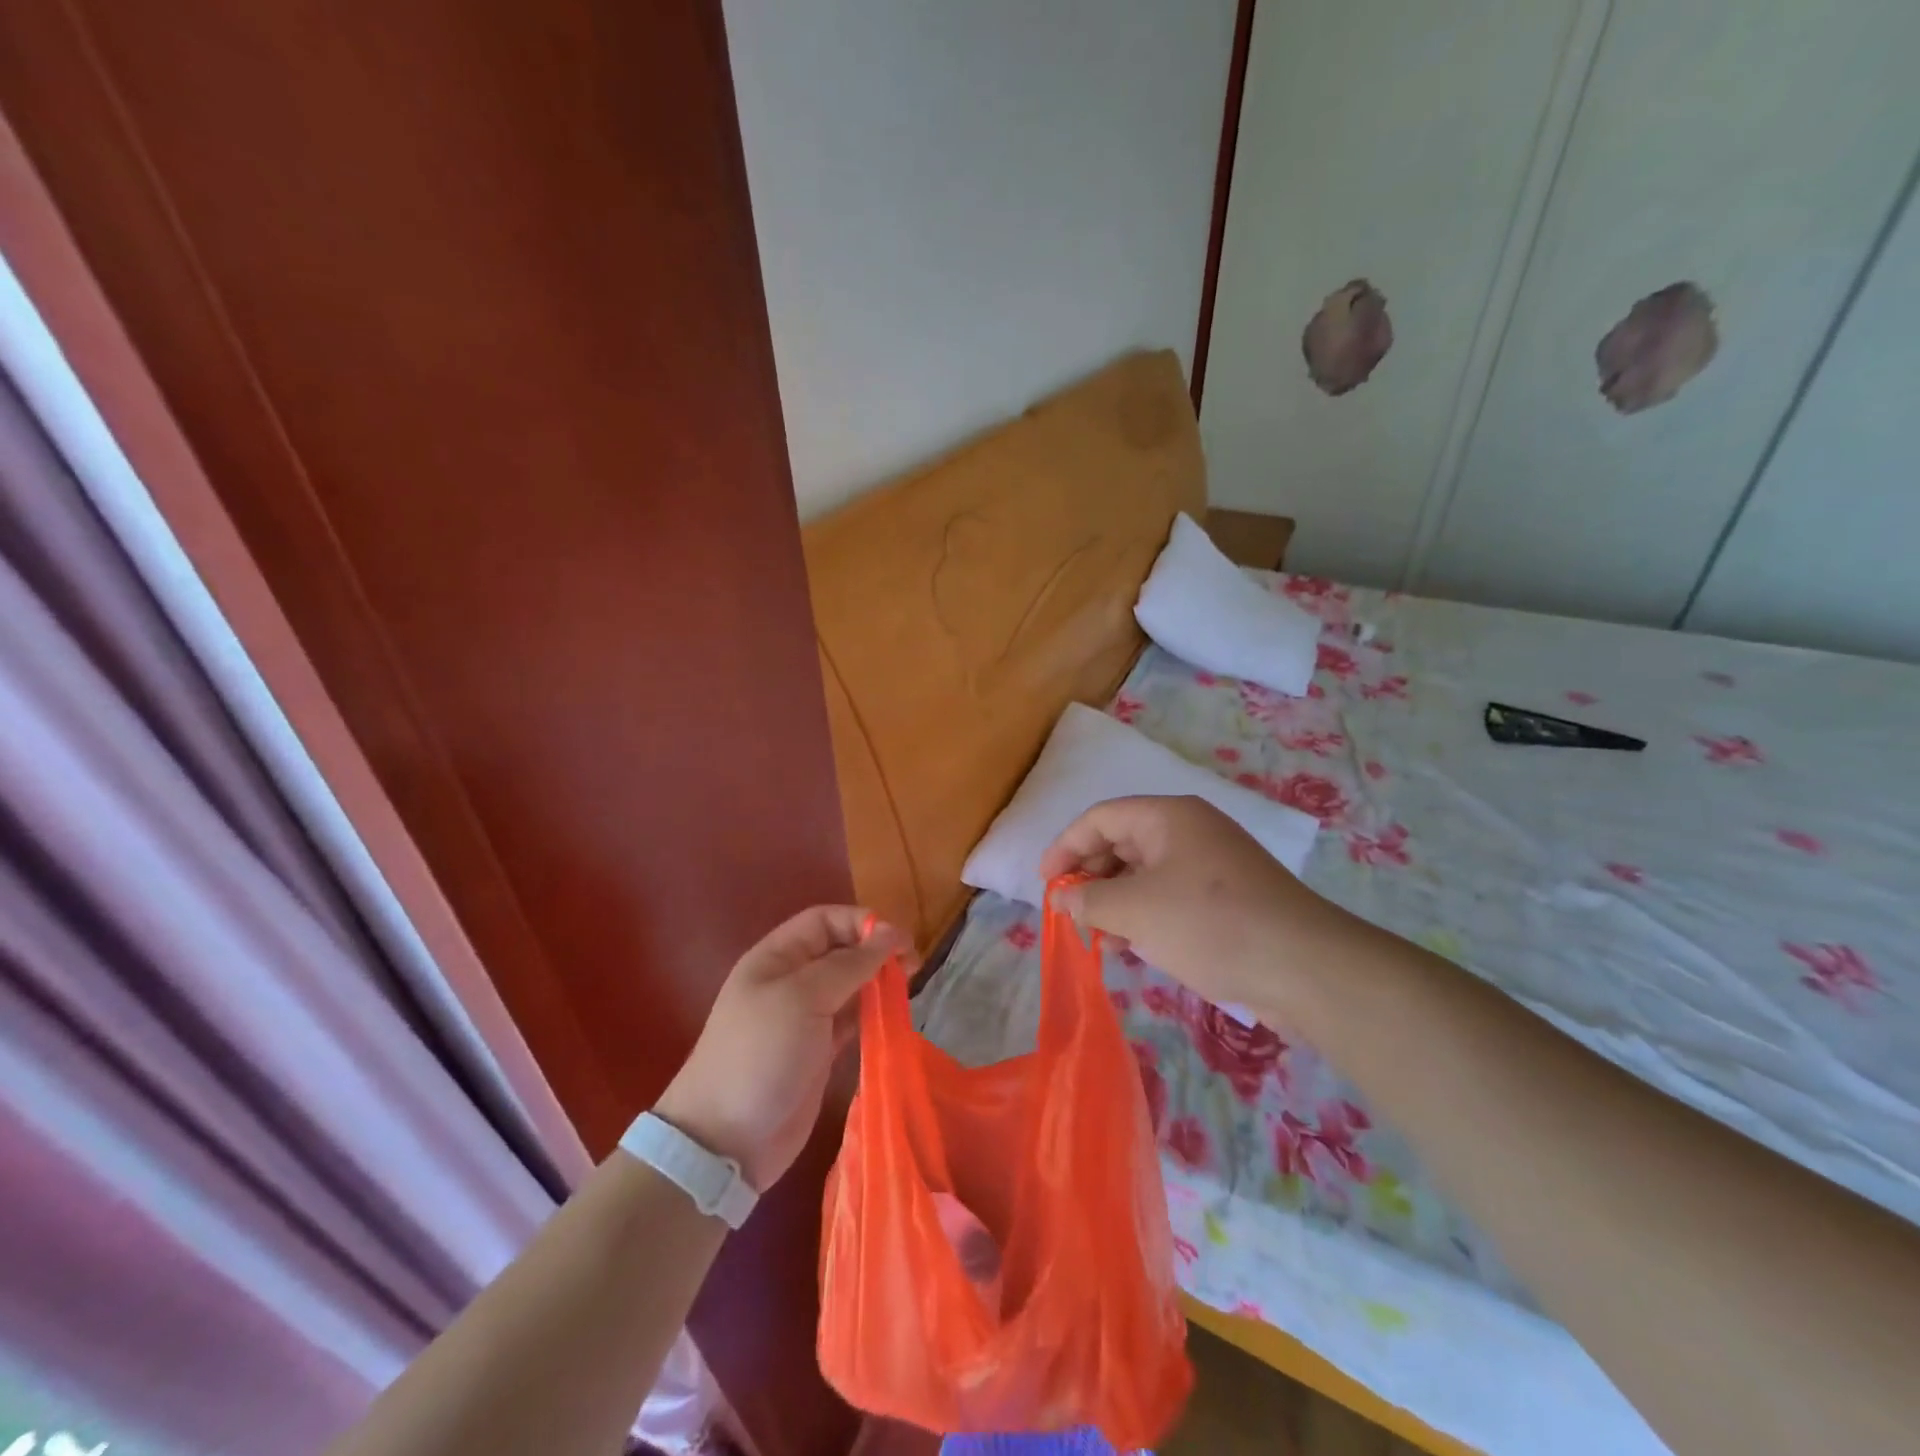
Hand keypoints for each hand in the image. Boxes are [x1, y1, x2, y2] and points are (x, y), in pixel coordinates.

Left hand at [653, 907, 915, 1191]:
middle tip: (912, 966)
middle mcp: (791, 981)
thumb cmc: (761, 1054)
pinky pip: (852, 1020)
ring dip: (878, 982)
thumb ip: (849, 964)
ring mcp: (805, 1018)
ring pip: (850, 985)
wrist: (726, 1141)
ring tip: (907, 988)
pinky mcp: (818, 1051)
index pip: (824, 920)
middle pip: (840, 950)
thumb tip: (890, 935)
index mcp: (776, 957)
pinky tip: (893, 1016)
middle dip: (876, 951)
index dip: (861, 922)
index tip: (898, 940)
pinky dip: (873, 1014)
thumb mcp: (802, 997)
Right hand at [1040, 795, 1357, 1023]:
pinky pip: (1170, 895)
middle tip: (1071, 913)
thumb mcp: (1135, 911)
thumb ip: (1089, 901)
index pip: (1100, 818)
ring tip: (1099, 936)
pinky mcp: (1228, 898)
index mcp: (1168, 817)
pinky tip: (1134, 946)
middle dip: (1090, 876)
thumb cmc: (1209, 924)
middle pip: (1122, 842)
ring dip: (1116, 900)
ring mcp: (1212, 864)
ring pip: (1146, 873)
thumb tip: (1063, 899)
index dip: (1065, 847)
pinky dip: (1145, 915)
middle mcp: (1190, 831)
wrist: (1305, 967)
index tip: (1045, 885)